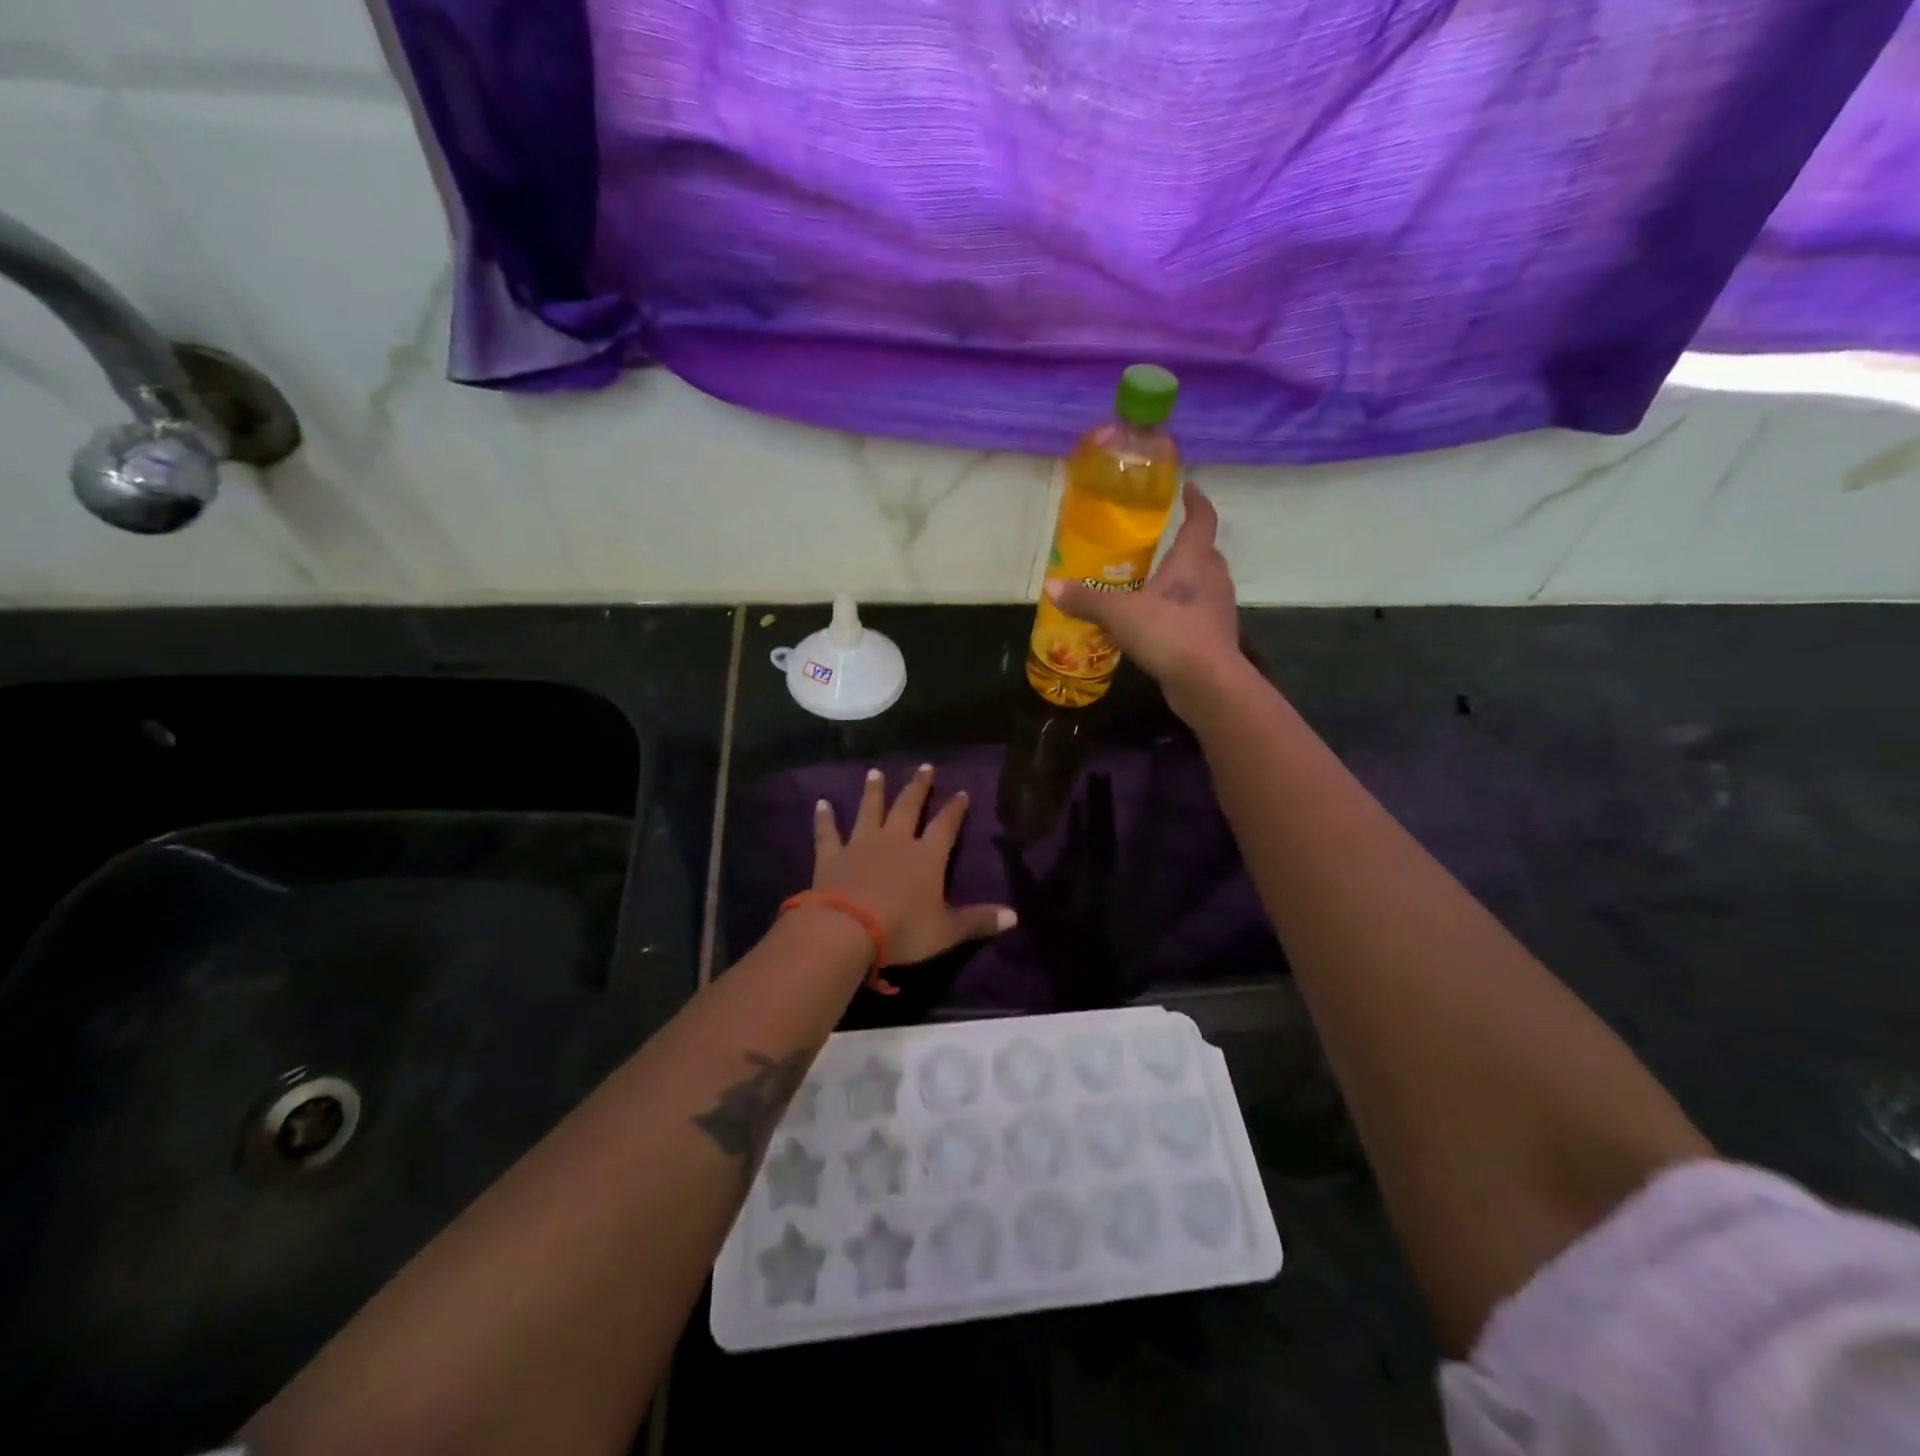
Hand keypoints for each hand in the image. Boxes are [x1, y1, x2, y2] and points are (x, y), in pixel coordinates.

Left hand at [812, 765, 1015, 965]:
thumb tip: (1015, 916)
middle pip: (908, 807)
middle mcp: (896, 841)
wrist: (847, 930)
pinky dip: (824, 818)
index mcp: (927, 856)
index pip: (945, 826)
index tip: (962, 792)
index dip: (955, 809)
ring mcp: (861, 844)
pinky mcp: (832, 856)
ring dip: (873, 791)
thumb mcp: (947, 931)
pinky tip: (821, 803)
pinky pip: (828, 832)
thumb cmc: (903, 929)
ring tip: (875, 772)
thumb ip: (979, 921)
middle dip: (918, 787)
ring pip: (869, 810)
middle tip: (925, 766)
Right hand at [1047, 482, 1242, 715]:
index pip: (1201, 521)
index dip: (1197, 503)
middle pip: (1206, 553)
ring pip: (1205, 585)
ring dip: (1187, 581)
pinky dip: (1183, 612)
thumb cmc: (1169, 633)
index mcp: (1193, 562)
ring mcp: (1218, 611)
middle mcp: (1212, 580)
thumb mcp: (1119, 614)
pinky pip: (1199, 615)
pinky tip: (1161, 624)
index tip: (1190, 488)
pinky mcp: (1216, 639)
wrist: (1208, 683)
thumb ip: (1086, 600)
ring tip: (1158, 585)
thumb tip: (1051, 586)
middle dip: (1189, 546)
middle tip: (1165, 544)